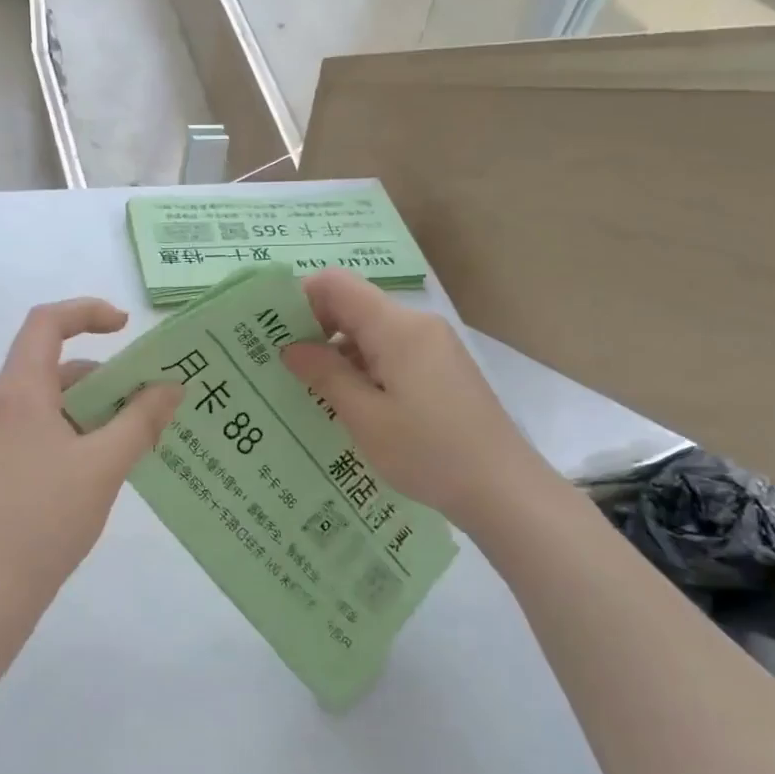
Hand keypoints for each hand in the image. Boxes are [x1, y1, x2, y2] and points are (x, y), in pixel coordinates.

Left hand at [0, 298, 181, 613]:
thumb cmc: (46, 518)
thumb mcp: (104, 466)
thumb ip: (141, 420)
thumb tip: (170, 386)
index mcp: (18, 392)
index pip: (46, 323)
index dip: (87, 312)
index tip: (126, 327)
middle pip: (53, 366)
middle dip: (105, 376)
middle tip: (150, 402)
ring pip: (49, 404)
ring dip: (93, 410)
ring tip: (137, 440)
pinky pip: (40, 431)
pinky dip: (74, 434)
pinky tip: (104, 468)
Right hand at [282, 268, 545, 527]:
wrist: (502, 488)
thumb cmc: (428, 453)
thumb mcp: (365, 417)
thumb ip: (325, 374)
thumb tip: (290, 347)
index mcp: (397, 328)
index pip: (336, 285)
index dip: (299, 300)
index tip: (272, 334)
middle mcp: (417, 325)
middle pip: (353, 306)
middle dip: (314, 330)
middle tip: (281, 367)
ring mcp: (433, 347)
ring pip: (371, 332)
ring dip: (338, 354)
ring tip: (308, 391)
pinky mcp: (441, 369)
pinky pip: (390, 353)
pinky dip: (363, 368)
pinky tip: (347, 404)